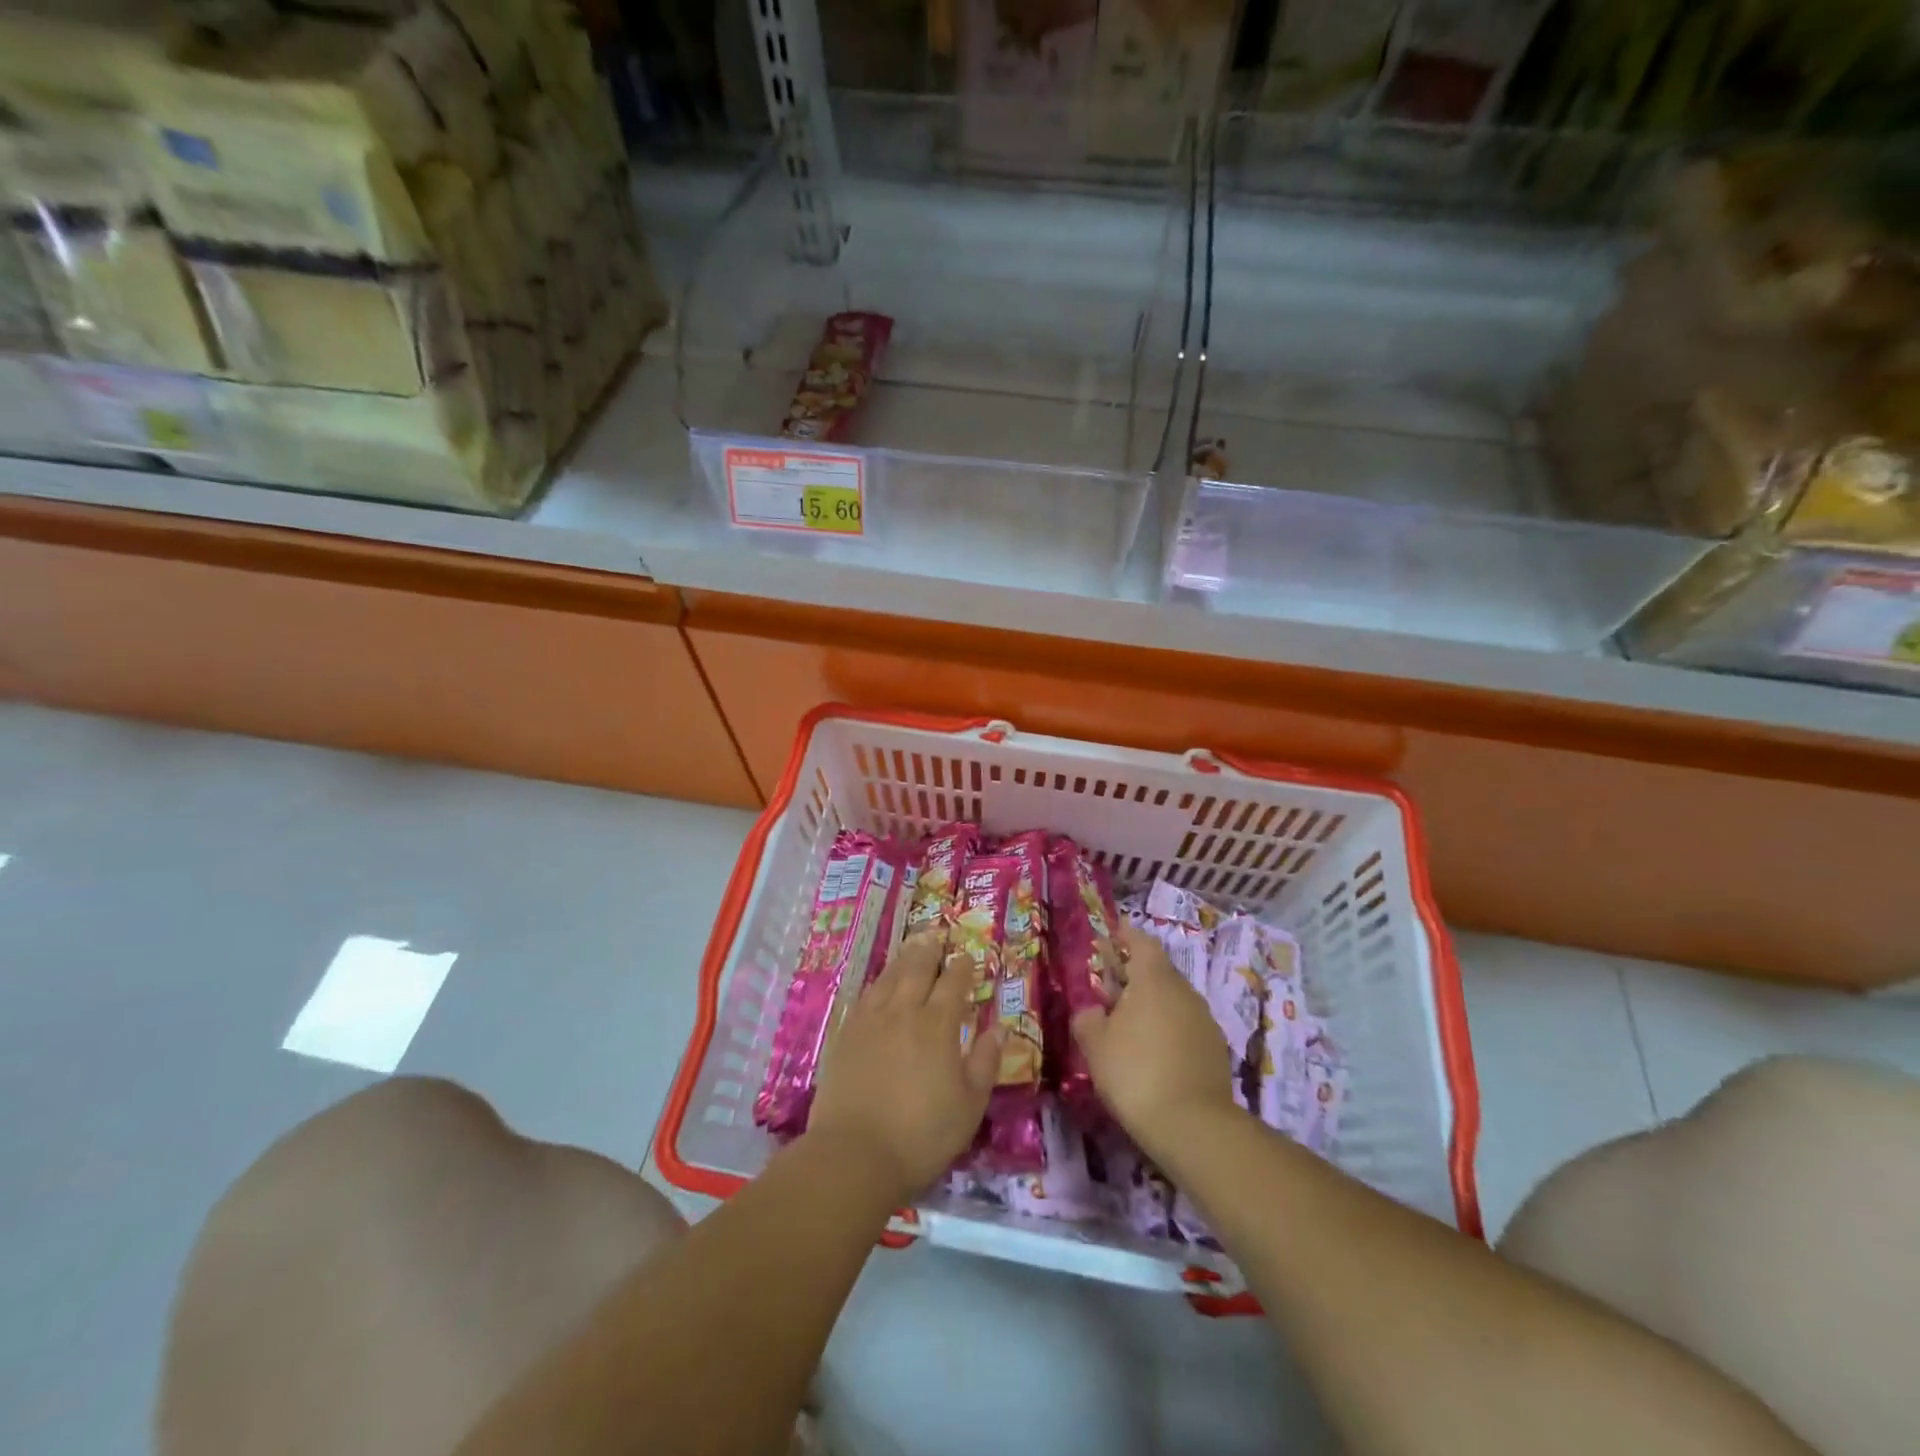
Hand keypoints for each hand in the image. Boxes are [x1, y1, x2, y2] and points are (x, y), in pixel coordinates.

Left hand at [806, 930, 1000, 1202]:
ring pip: (889, 977)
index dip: (962, 967)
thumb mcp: (969, 1105)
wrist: (854, 1155)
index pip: (953, 983)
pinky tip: (879, 984)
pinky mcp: (845, 1035)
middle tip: (936, 936)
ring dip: (903, 959)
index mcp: (938, 1025)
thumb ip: (986, 1062)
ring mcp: (870, 1020)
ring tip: (912, 947)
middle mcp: (903, 1012)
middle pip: (917, 969)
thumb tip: (1000, 1028)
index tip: (967, 956)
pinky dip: (877, 983)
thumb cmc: (921, 1135)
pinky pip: (865, 996)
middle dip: (930, 950)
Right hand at [1072, 922, 1237, 1160]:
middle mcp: (1183, 990)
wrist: (1194, 1125)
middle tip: (1108, 986)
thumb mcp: (1095, 1045)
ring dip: (1151, 1002)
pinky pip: (1184, 1024)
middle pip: (1157, 970)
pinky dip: (1167, 1026)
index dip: (1125, 935)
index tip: (1110, 935)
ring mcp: (1204, 1019)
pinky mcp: (1214, 1048)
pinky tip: (1152, 1050)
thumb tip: (1091, 1009)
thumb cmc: (1135, 1072)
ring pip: (1172, 998)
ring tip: (1127, 1022)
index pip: (1141, 942)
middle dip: (1133, 973)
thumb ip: (1087, 1017)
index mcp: (1153, 979)